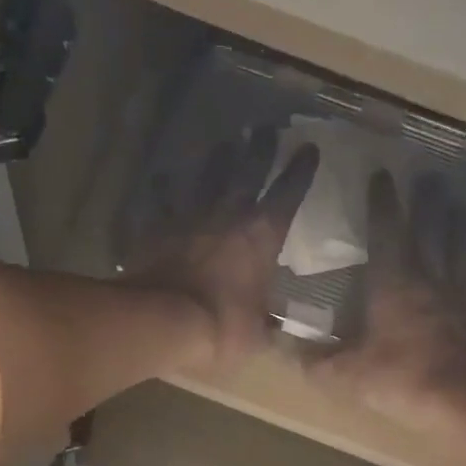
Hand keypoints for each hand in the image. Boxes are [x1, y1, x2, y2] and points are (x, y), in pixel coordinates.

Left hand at [125, 128, 318, 376]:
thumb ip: (271, 328)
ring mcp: (188, 217)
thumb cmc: (220, 328)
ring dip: (217, 159)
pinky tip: (161, 177)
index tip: (309, 148)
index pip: (288, 195)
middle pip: (247, 172)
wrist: (161, 321)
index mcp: (262, 237)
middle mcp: (228, 215)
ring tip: (225, 142)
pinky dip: (163, 188)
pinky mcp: (155, 227)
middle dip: (259, 149)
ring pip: (205, 178)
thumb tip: (282, 331)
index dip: (300, 171)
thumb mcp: (257, 337)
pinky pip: (160, 200)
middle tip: (264, 128)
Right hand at [306, 170, 465, 430]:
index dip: (382, 204)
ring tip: (461, 208)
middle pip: (430, 234)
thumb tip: (282, 346)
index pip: (386, 233)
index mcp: (394, 285)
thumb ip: (313, 360)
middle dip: (427, 206)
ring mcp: (463, 301)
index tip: (381, 175)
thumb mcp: (345, 374)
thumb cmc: (401, 379)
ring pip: (462, 254)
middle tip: (431, 178)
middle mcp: (431, 282)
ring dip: (460, 230)